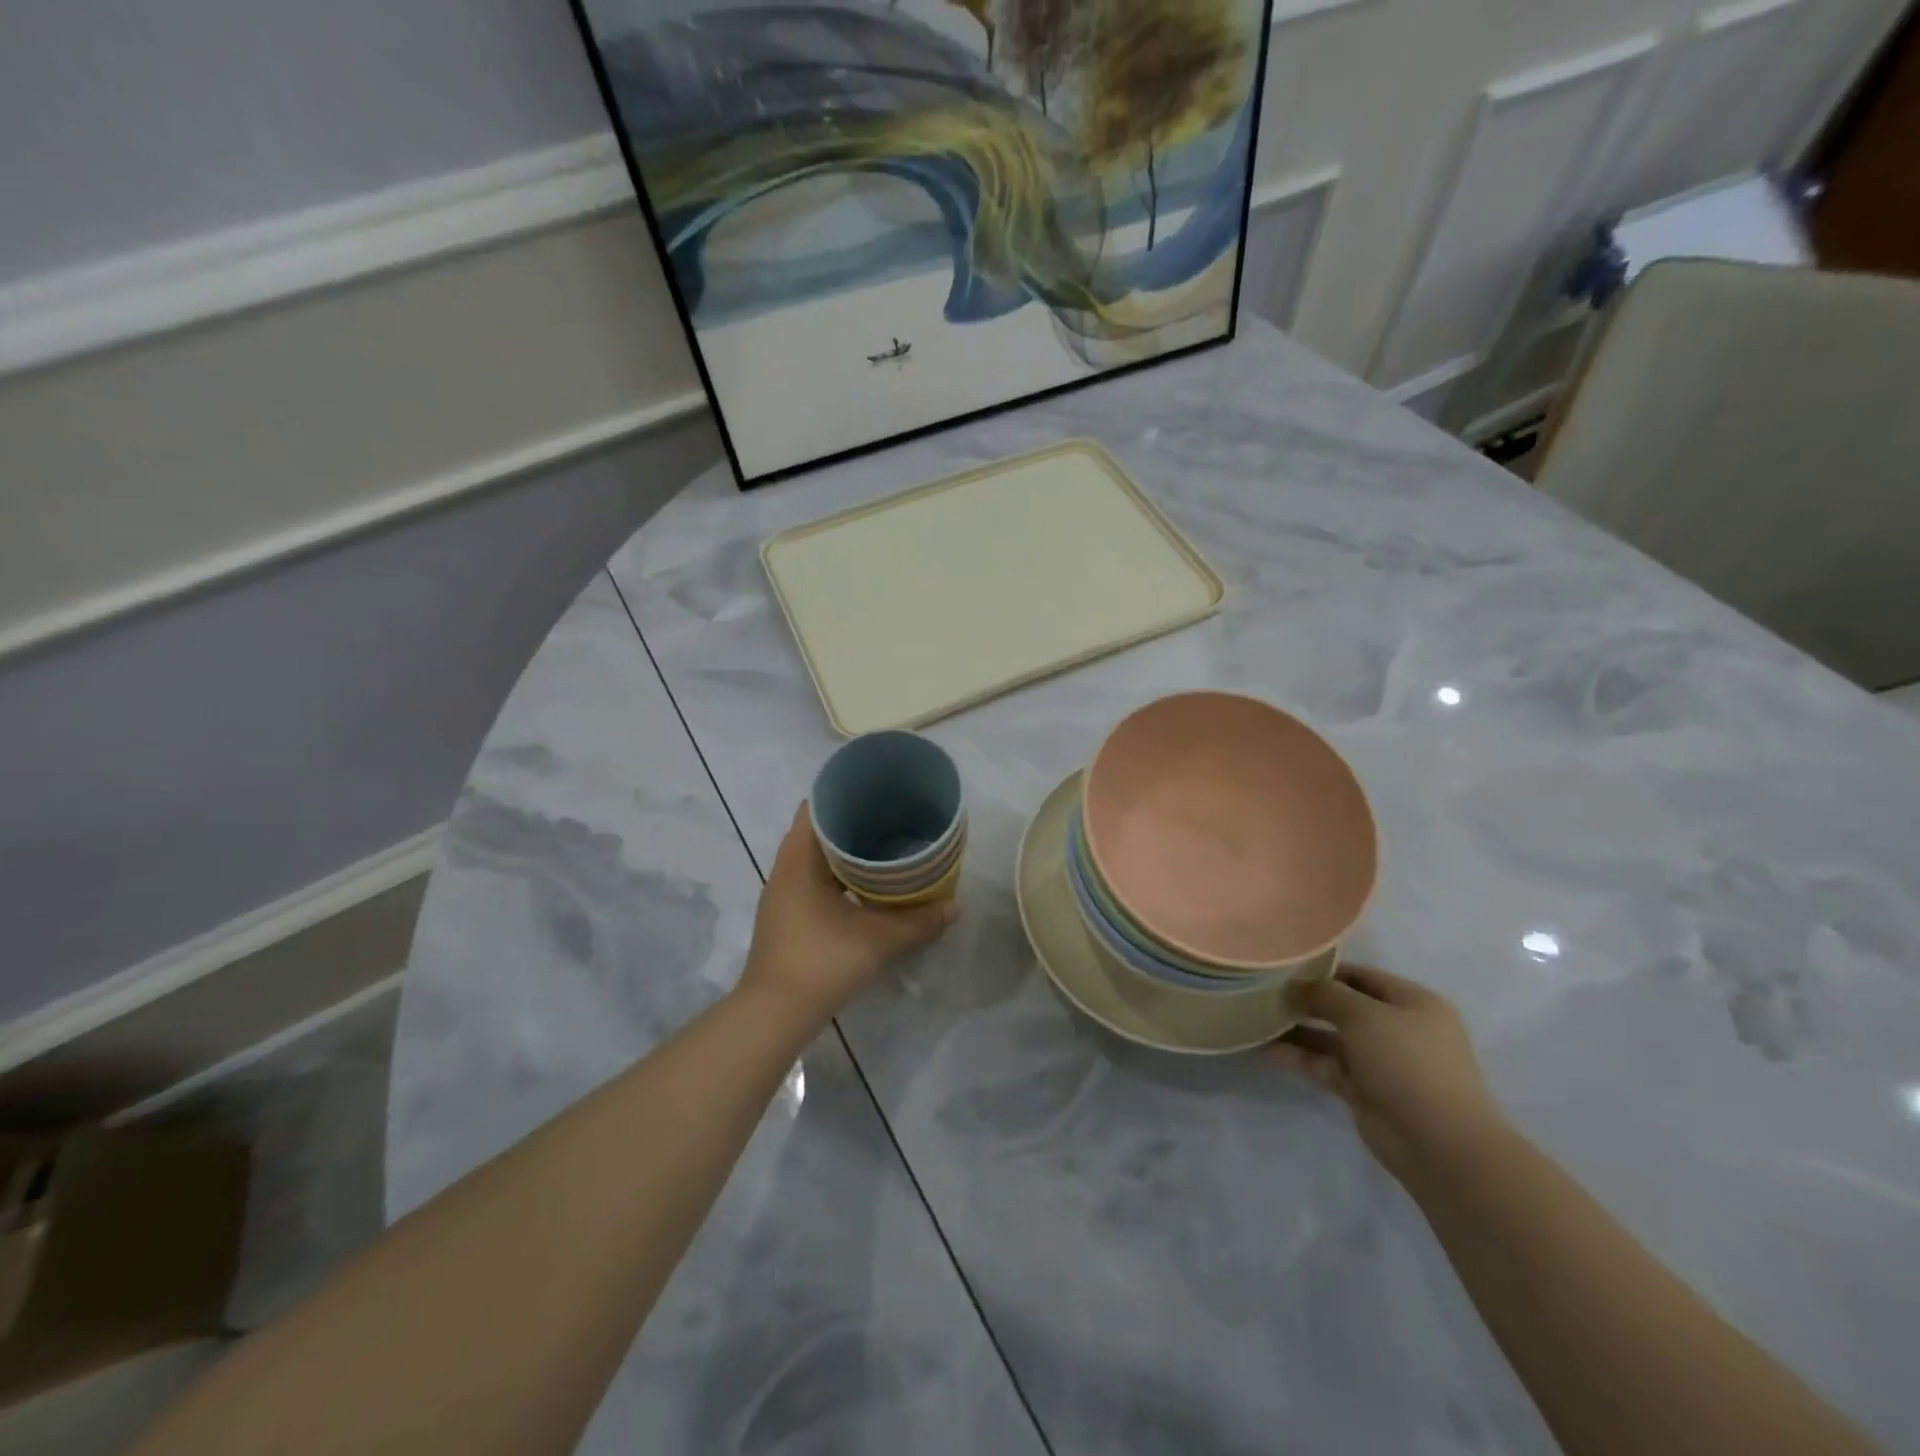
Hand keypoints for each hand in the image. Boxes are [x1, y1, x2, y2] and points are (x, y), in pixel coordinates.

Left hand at [737, 804, 956, 1029]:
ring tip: (883, 846)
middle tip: (890, 817)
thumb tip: (955, 907)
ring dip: (844, 851)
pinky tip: (865, 885)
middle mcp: (785, 870)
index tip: (876, 790)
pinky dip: (837, 874)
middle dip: (851, 822)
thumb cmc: (822, 962)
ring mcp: (782, 895)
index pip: (816, 808)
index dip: (845, 794)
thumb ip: (918, 921)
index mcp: (799, 860)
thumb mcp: (878, 939)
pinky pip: (813, 879)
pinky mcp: (786, 917)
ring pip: (814, 858)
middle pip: (817, 831)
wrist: (774, 1014)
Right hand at [1271, 965, 1505, 1183]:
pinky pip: (1327, 1066)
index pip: (1361, 976)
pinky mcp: (1365, 1091)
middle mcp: (1398, 1029)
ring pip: (1332, 1038)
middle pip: (1344, 1007)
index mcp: (1413, 1003)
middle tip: (1266, 993)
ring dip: (1299, 1031)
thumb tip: (1295, 984)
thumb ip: (1326, 994)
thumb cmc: (1408, 1062)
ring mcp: (1382, 1062)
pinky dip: (1301, 1058)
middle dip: (1307, 1001)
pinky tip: (1268, 1050)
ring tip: (1258, 1019)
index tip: (1285, 968)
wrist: (1440, 1144)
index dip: (1324, 971)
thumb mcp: (1364, 1015)